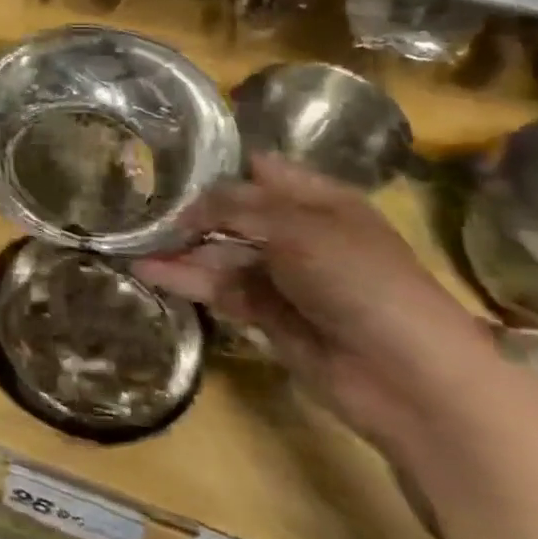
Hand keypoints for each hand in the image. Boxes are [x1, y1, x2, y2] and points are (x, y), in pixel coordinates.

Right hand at [133, 154, 493, 453]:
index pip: (259, 170)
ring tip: (129, 243)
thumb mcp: (296, 227)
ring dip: (178, 249)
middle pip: (231, 213)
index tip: (165, 162)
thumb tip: (185, 207)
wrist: (408, 376)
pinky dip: (183, 280)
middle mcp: (297, 233)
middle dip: (187, 210)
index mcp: (318, 201)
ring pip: (218, 253)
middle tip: (135, 205)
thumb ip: (233, 207)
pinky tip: (146, 271)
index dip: (217, 165)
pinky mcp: (266, 315)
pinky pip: (217, 289)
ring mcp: (281, 276)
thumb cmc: (361, 282)